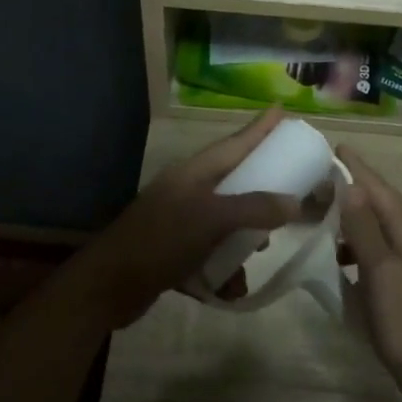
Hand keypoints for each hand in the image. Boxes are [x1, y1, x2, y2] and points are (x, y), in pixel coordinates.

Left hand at [86, 111, 303, 327]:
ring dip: (243, 242)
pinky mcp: (174, 252)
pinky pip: (210, 255)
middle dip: (261, 193)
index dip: (259, 128)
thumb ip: (254, 208)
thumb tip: (293, 202)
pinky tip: (229, 291)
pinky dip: (222, 271)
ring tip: (259, 253)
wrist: (108, 286)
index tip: (281, 110)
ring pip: (225, 223)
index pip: (234, 143)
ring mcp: (179, 221)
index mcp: (194, 173)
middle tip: (290, 196)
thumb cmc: (161, 241)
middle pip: (234, 182)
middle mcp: (187, 191)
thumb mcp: (211, 220)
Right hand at [335, 146, 401, 401]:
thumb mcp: (381, 270)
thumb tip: (351, 184)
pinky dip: (358, 245)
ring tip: (324, 214)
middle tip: (321, 177)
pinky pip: (379, 251)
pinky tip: (340, 257)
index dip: (358, 168)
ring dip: (354, 217)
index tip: (336, 147)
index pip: (380, 189)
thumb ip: (365, 228)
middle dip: (354, 187)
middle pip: (382, 204)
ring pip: (380, 228)